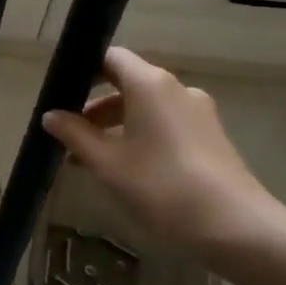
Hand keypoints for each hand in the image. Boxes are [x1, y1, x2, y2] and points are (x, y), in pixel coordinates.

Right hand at [41, 48, 281, 251]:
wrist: (234, 226)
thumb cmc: (162, 186)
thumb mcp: (107, 163)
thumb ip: (75, 135)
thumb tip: (51, 116)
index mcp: (149, 84)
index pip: (111, 58)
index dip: (83, 71)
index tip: (61, 95)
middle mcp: (176, 89)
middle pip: (127, 82)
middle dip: (95, 106)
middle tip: (69, 132)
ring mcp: (197, 112)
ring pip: (146, 106)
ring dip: (116, 124)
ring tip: (91, 157)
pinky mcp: (209, 136)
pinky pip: (165, 123)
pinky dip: (140, 135)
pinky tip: (125, 168)